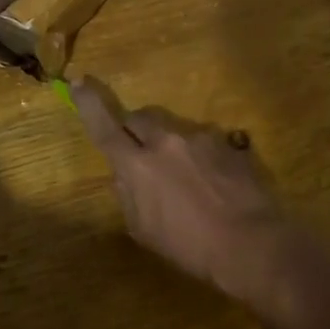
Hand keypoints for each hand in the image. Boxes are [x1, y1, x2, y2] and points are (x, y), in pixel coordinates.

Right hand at [71, 80, 309, 304]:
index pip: (104, 127)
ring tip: (187, 180)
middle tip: (140, 152)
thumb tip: (124, 176)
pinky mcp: (229, 144)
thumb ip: (129, 196)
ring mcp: (201, 139)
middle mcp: (167, 141)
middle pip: (140, 118)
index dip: (88, 104)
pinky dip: (202, 157)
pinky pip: (206, 142)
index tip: (78, 82)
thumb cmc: (190, 247)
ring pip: (175, 130)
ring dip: (172, 146)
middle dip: (135, 130)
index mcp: (138, 165)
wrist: (251, 243)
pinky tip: (214, 183)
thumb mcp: (144, 231)